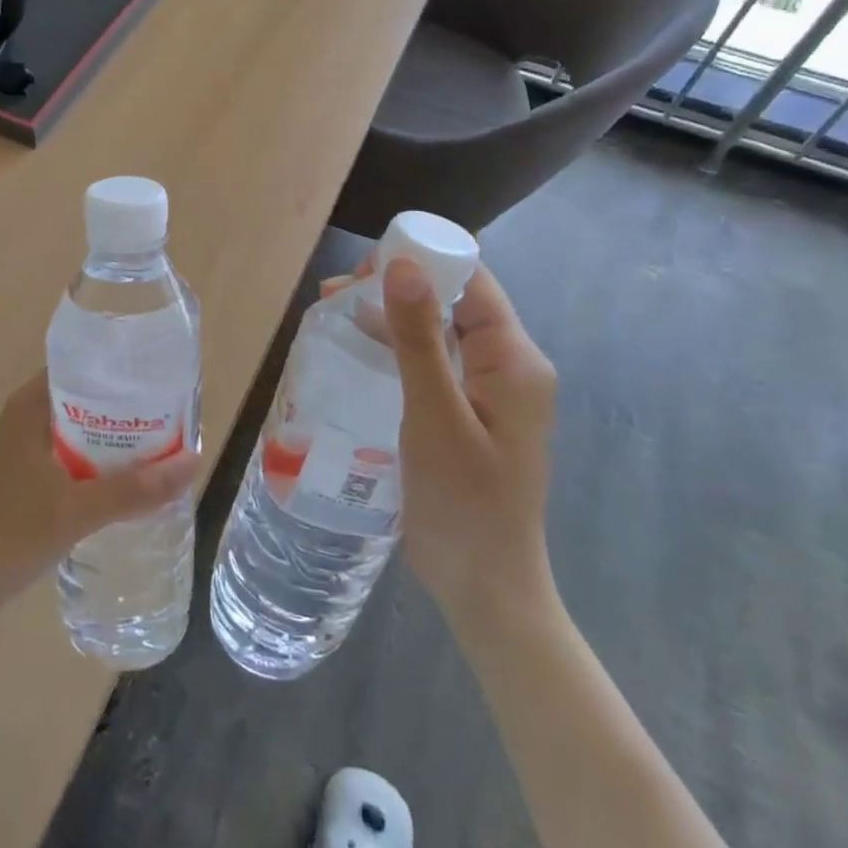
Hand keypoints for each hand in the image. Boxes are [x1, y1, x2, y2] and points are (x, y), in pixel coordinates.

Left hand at [0, 372, 200, 622]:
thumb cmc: (11, 533)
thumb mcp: (77, 509)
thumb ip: (134, 489)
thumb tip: (194, 462)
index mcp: (31, 404)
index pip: (83, 364)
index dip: (121, 367)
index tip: (161, 374)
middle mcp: (30, 415)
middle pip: (89, 396)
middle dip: (129, 405)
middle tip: (175, 410)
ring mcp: (30, 447)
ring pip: (86, 428)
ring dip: (119, 436)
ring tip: (167, 439)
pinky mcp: (33, 475)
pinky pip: (78, 454)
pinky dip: (105, 460)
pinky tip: (136, 475)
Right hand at [378, 256, 561, 646]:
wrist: (485, 588)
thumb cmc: (464, 502)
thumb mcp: (435, 415)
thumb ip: (418, 338)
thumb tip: (401, 263)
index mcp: (514, 360)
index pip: (472, 282)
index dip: (423, 260)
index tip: (365, 262)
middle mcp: (506, 366)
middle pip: (453, 301)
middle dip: (398, 285)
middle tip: (339, 289)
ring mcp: (486, 392)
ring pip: (438, 330)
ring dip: (391, 315)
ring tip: (334, 309)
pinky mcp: (464, 414)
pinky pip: (431, 362)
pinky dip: (396, 348)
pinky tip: (357, 348)